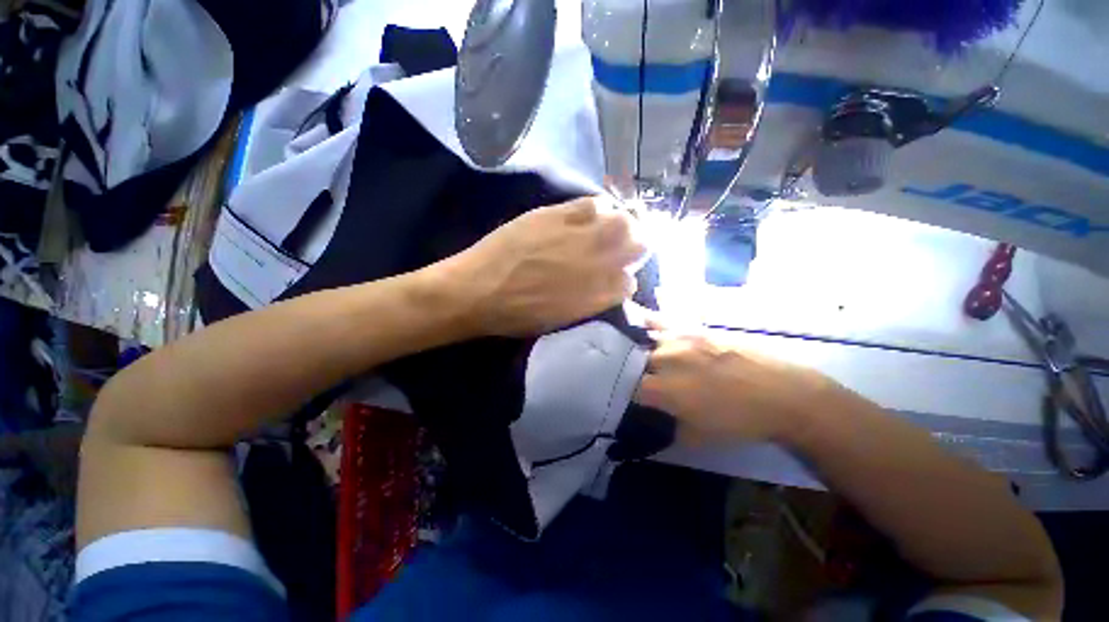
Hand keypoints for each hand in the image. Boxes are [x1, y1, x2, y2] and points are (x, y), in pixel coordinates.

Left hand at [445, 197, 645, 336]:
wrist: (479, 290)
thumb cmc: (518, 315)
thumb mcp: (562, 319)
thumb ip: (591, 302)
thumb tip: (608, 286)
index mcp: (598, 295)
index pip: (630, 282)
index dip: (624, 277)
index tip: (616, 275)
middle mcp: (598, 264)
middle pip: (639, 245)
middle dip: (634, 245)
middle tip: (620, 245)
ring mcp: (580, 236)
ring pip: (623, 221)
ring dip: (621, 223)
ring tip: (608, 226)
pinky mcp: (557, 214)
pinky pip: (593, 203)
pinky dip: (597, 207)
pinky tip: (589, 214)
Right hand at [635, 329, 835, 444]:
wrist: (784, 395)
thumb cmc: (740, 422)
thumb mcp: (698, 437)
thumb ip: (666, 430)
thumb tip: (649, 427)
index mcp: (664, 390)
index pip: (627, 388)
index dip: (624, 394)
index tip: (629, 398)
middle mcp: (665, 360)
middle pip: (632, 362)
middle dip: (630, 371)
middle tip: (634, 378)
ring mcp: (679, 340)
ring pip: (641, 340)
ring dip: (636, 349)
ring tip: (631, 353)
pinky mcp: (693, 328)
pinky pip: (661, 320)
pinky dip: (647, 321)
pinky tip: (639, 322)